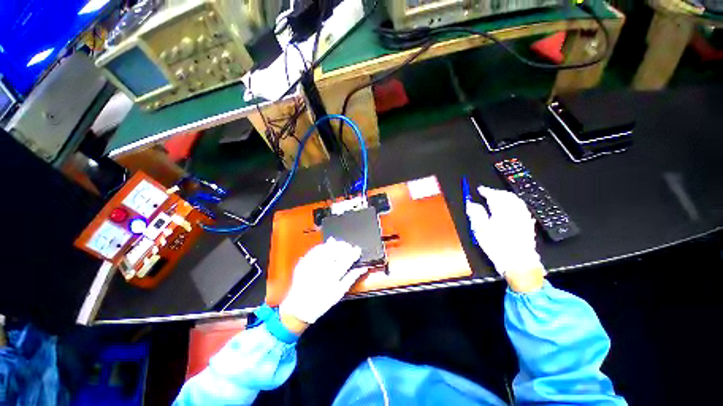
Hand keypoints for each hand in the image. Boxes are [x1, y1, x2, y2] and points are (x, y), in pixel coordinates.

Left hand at [279, 237, 363, 324]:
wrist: (298, 308)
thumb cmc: (322, 302)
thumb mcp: (339, 293)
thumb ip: (352, 278)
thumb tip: (363, 268)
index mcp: (332, 276)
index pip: (347, 259)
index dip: (353, 252)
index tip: (357, 249)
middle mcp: (322, 268)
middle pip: (336, 250)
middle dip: (345, 246)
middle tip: (349, 247)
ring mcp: (311, 263)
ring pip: (326, 247)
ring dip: (335, 244)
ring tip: (339, 245)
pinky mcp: (303, 261)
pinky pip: (315, 249)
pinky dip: (323, 246)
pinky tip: (327, 247)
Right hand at [466, 185, 544, 291]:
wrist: (518, 262)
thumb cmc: (497, 246)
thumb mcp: (480, 230)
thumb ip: (476, 214)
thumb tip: (471, 204)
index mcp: (502, 211)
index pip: (494, 195)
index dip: (486, 190)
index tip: (480, 189)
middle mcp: (515, 211)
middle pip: (506, 195)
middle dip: (496, 192)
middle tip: (488, 193)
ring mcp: (523, 217)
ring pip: (516, 200)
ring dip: (506, 196)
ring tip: (498, 198)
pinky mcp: (528, 224)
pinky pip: (522, 207)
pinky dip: (514, 203)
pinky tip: (511, 207)